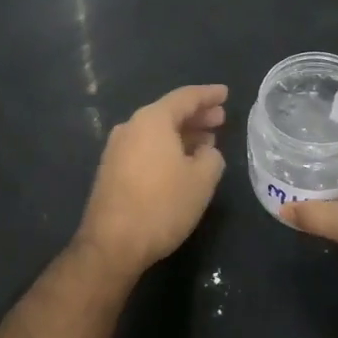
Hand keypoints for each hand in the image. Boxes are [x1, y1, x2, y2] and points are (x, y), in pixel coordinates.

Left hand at [72, 84, 227, 277]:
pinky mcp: (112, 171)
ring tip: (206, 142)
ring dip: (182, 134)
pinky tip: (182, 163)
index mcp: (152, 120)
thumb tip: (205, 152)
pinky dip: (167, 149)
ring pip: (156, 132)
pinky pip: (146, 148)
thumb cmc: (162, 205)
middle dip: (196, 115)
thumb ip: (211, 157)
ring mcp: (117, 149)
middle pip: (168, 113)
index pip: (185, 98)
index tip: (225, 93)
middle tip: (220, 119)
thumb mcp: (202, 180)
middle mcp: (130, 127)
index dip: (208, 95)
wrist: (112, 244)